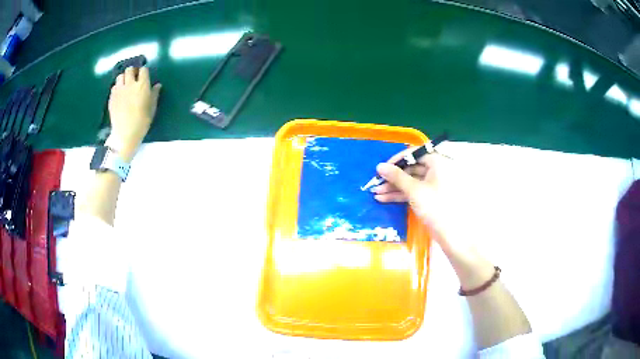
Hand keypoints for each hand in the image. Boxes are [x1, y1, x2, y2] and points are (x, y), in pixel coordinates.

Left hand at [107, 66, 161, 161]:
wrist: (125, 133)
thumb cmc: (142, 121)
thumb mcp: (152, 108)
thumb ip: (154, 94)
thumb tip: (157, 85)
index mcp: (142, 85)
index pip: (143, 70)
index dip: (144, 72)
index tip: (144, 76)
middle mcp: (130, 84)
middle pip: (129, 69)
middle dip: (132, 71)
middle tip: (134, 78)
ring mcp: (119, 90)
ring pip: (120, 76)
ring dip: (123, 78)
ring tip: (125, 84)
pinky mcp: (112, 97)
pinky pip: (114, 86)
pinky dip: (117, 87)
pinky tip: (119, 94)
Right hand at [372, 148, 465, 251]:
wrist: (451, 235)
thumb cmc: (435, 207)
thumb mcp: (414, 191)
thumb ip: (397, 177)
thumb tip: (379, 166)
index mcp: (438, 162)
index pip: (415, 153)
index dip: (398, 160)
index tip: (383, 168)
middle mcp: (437, 170)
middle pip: (412, 168)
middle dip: (393, 177)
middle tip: (376, 183)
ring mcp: (434, 185)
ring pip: (411, 181)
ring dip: (394, 187)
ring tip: (376, 193)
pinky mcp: (430, 197)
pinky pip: (414, 191)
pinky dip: (401, 195)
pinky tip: (384, 199)